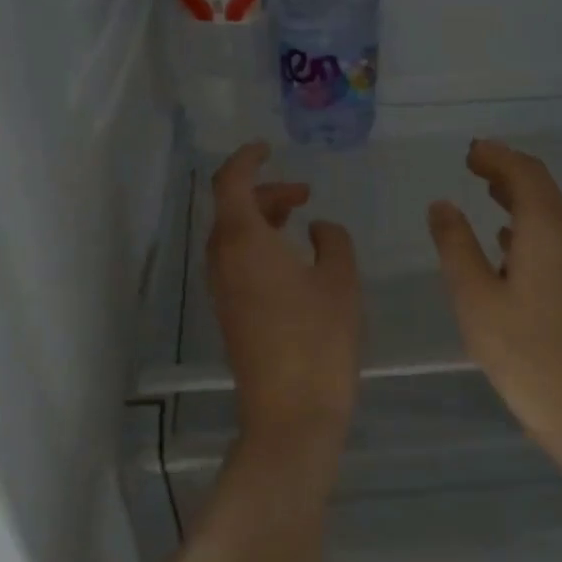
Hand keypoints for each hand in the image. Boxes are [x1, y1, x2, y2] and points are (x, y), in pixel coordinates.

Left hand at [207, 143, 361, 462]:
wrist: (291, 412)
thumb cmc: (319, 338)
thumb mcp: (340, 279)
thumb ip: (332, 241)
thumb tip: (317, 229)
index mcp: (243, 241)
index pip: (231, 182)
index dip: (247, 159)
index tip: (268, 148)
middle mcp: (222, 260)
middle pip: (232, 209)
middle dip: (265, 192)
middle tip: (303, 194)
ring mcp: (222, 290)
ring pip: (233, 237)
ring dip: (262, 220)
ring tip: (299, 220)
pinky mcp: (229, 313)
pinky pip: (236, 262)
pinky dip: (258, 246)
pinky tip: (291, 261)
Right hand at [427, 139, 561, 459]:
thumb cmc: (522, 351)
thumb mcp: (474, 297)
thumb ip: (455, 245)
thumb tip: (441, 204)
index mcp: (546, 231)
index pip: (525, 174)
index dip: (496, 156)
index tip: (468, 151)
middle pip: (541, 187)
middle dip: (507, 169)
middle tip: (472, 163)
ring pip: (548, 212)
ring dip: (517, 195)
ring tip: (484, 189)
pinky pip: (552, 236)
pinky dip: (526, 223)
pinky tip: (504, 240)